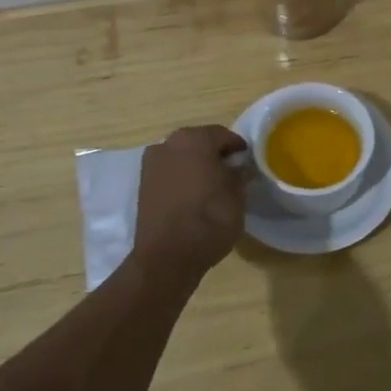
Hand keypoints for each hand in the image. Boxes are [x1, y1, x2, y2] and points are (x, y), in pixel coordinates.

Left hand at [134, 125, 247, 283]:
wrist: (168, 256)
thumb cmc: (210, 218)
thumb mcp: (237, 195)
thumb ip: (239, 175)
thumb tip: (240, 167)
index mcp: (195, 139)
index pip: (223, 135)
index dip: (237, 147)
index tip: (247, 161)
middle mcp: (169, 143)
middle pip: (198, 142)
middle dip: (214, 153)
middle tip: (231, 171)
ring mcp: (152, 164)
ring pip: (181, 157)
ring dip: (196, 165)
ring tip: (212, 185)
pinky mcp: (142, 185)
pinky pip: (169, 173)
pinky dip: (181, 178)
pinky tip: (193, 195)